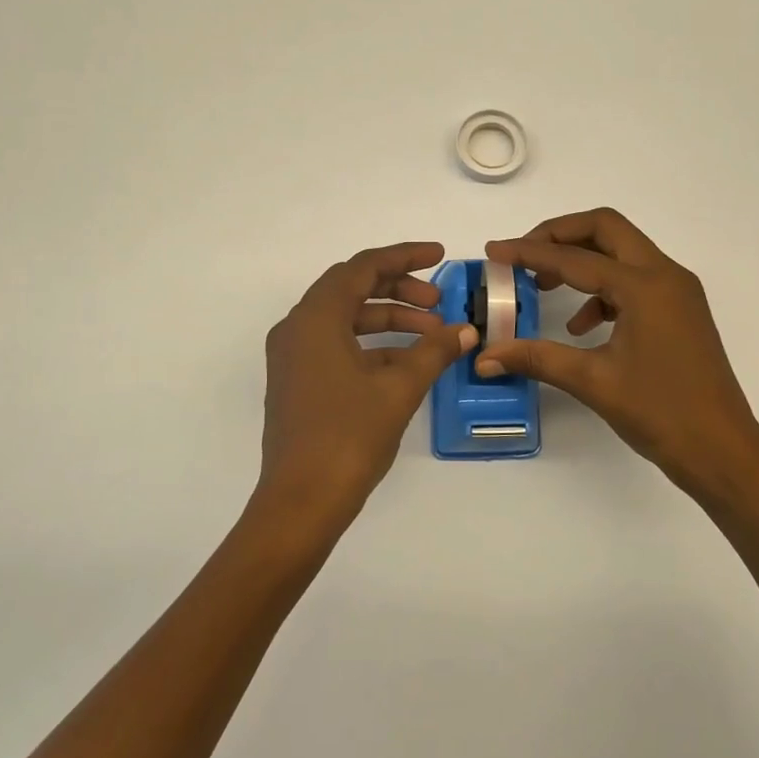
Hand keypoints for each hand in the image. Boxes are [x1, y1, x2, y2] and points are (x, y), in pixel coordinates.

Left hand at [249, 242, 474, 542]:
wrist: (302, 501)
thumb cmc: (349, 436)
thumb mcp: (399, 388)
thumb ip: (433, 351)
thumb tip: (465, 331)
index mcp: (315, 318)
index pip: (362, 267)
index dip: (404, 256)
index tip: (440, 256)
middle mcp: (297, 328)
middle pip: (351, 289)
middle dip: (398, 289)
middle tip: (439, 303)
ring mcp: (293, 357)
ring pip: (345, 319)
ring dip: (388, 320)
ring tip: (432, 335)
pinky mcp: (297, 381)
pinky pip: (337, 345)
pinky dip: (371, 346)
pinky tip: (406, 363)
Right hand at [478, 209, 758, 500]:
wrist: (722, 451)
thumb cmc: (661, 413)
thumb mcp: (592, 381)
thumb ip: (536, 358)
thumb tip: (485, 356)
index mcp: (644, 286)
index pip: (574, 257)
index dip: (528, 252)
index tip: (494, 251)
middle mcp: (665, 275)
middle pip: (606, 229)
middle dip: (559, 235)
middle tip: (523, 256)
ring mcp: (677, 292)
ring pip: (622, 251)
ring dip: (581, 259)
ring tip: (544, 287)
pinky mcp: (679, 310)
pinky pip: (634, 280)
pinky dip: (602, 288)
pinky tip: (580, 325)